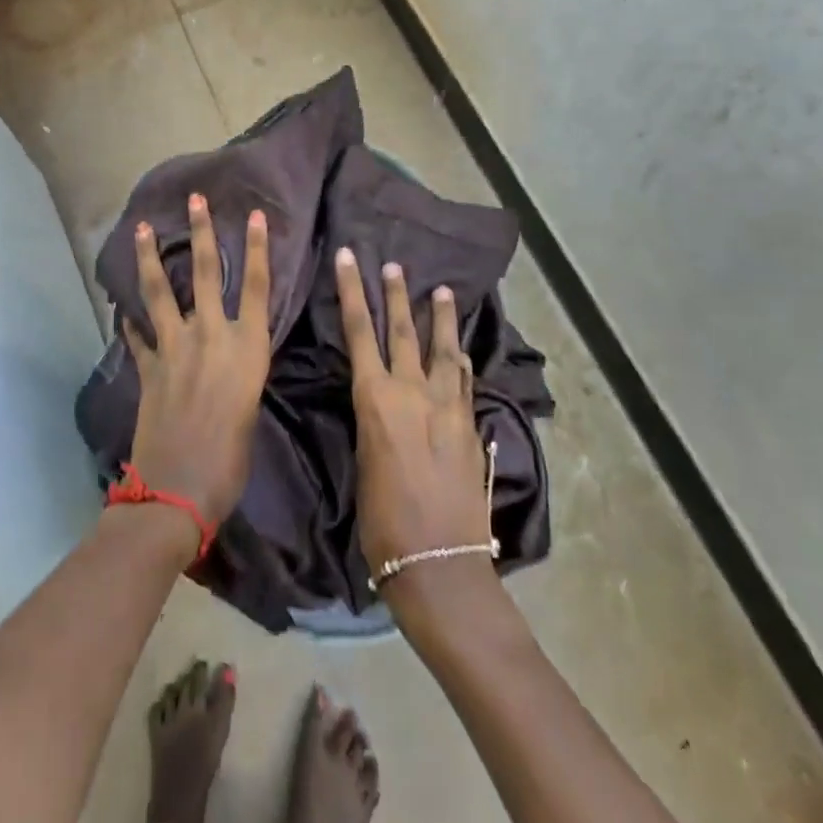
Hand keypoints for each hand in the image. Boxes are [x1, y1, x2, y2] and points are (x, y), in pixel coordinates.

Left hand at [124, 195, 271, 531]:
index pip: (256, 286)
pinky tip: (122, 309)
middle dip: (201, 232)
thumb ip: (241, 378)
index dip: (256, 248)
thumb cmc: (230, 461)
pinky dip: (129, 321)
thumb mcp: (250, 412)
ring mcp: (174, 348)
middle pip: (206, 273)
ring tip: (142, 228)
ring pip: (160, 292)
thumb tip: (231, 366)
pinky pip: (137, 335)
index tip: (253, 214)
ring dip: (151, 258)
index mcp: (246, 348)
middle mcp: (210, 336)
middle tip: (195, 199)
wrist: (178, 491)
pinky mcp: (147, 367)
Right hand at [336, 248, 492, 599]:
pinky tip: (463, 353)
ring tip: (441, 291)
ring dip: (440, 319)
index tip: (350, 258)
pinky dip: (462, 362)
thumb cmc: (383, 522)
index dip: (352, 291)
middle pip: (403, 331)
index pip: (360, 331)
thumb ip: (374, 420)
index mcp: (377, 399)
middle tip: (396, 265)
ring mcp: (449, 408)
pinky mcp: (472, 428)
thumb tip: (378, 402)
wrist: (439, 564)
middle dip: (396, 294)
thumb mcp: (364, 461)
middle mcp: (414, 393)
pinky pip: (466, 383)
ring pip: (444, 350)